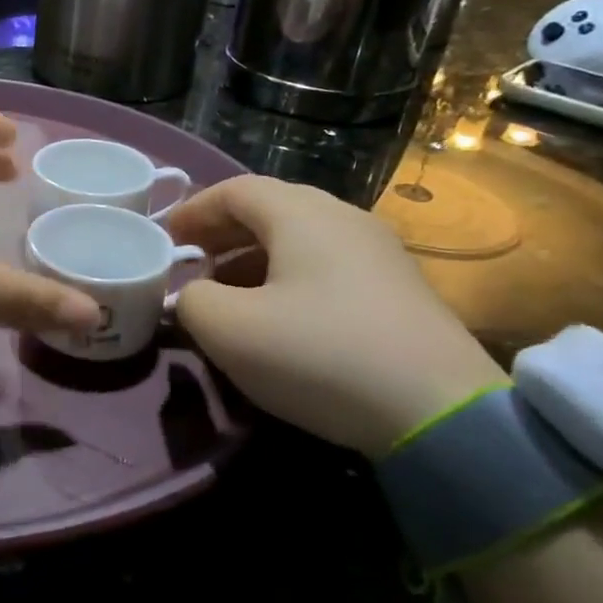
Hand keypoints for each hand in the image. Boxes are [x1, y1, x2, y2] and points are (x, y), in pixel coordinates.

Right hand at [168, 175, 505, 456]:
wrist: (438, 411)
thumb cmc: (318, 354)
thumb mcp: (228, 329)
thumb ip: (190, 300)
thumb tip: (193, 296)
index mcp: (301, 214)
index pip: (234, 190)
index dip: (193, 210)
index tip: (164, 238)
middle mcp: (343, 219)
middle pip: (270, 209)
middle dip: (221, 234)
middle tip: (190, 263)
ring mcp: (379, 253)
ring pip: (300, 239)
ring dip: (253, 258)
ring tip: (226, 292)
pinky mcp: (398, 289)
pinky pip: (327, 266)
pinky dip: (287, 278)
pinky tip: (278, 316)